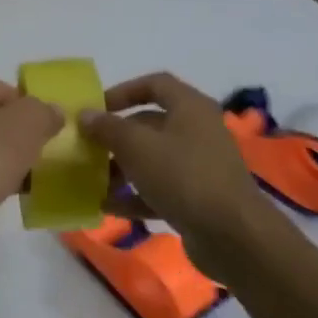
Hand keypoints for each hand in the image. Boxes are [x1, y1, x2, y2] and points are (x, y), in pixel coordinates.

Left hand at [0, 77, 64, 249]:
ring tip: (37, 171)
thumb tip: (52, 114)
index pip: (5, 90)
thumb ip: (45, 111)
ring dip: (14, 159)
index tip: (48, 126)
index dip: (30, 106)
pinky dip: (3, 179)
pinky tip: (22, 190)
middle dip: (23, 134)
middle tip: (46, 148)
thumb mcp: (30, 119)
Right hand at [78, 72, 272, 285]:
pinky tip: (108, 207)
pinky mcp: (196, 198)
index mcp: (190, 108)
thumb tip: (85, 114)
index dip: (123, 91)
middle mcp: (197, 132)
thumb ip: (108, 128)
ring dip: (121, 169)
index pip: (155, 84)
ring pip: (152, 159)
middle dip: (116, 136)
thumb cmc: (183, 176)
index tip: (96, 108)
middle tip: (87, 149)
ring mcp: (198, 166)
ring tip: (92, 182)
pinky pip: (158, 190)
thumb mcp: (137, 147)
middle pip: (150, 124)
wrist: (231, 233)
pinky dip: (134, 196)